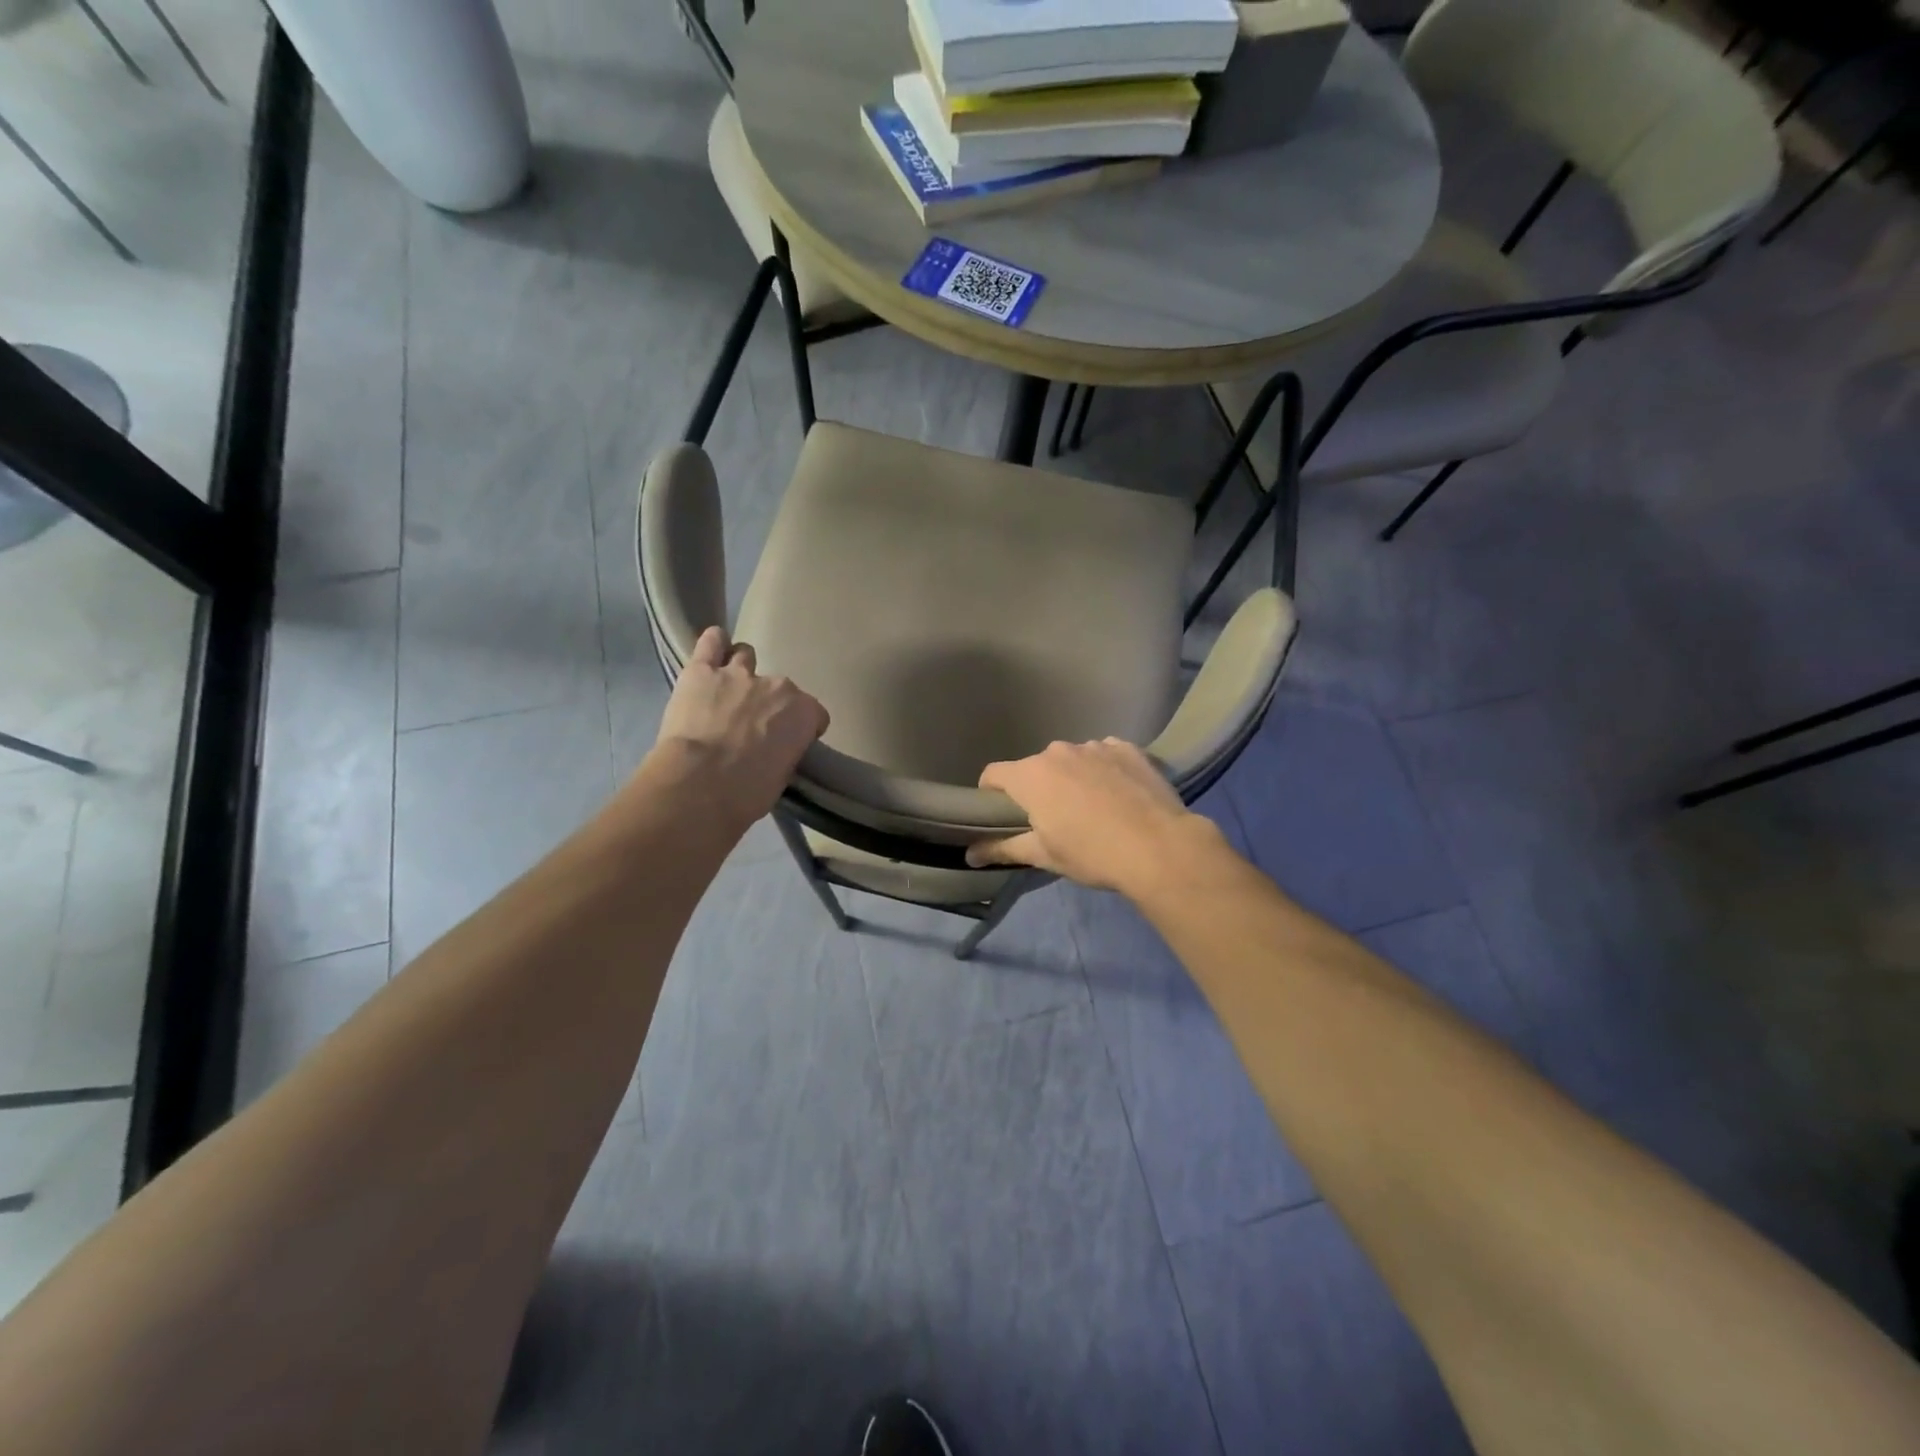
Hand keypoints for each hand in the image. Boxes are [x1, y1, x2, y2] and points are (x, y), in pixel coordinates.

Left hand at [648, 627, 828, 832]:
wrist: (700, 785)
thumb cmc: (748, 792)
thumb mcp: (782, 777)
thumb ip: (785, 752)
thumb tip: (775, 749)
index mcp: (804, 713)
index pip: (814, 715)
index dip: (802, 729)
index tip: (789, 744)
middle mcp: (777, 686)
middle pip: (781, 688)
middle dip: (769, 704)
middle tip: (753, 727)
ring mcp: (738, 674)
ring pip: (745, 656)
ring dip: (741, 671)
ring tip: (729, 691)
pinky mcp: (701, 671)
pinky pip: (711, 643)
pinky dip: (714, 645)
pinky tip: (712, 651)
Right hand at [966, 738, 1221, 894]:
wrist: (1160, 847)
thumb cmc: (1092, 854)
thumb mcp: (1044, 855)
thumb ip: (1002, 848)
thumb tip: (969, 854)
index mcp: (1030, 775)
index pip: (992, 774)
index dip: (990, 795)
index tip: (1001, 815)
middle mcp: (1058, 751)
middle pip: (1035, 767)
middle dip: (1037, 788)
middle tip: (1053, 819)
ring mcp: (1095, 745)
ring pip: (1071, 760)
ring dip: (1072, 778)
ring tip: (1093, 808)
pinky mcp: (1127, 748)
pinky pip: (1103, 755)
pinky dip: (1103, 770)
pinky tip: (1119, 795)